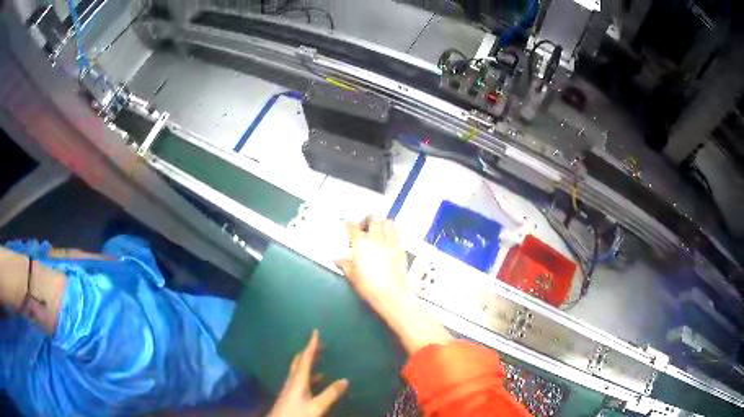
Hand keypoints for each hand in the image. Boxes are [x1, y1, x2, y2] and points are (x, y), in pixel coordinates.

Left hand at [268, 330, 348, 416]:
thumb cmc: (296, 414)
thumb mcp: (316, 406)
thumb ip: (330, 394)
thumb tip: (345, 380)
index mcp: (298, 380)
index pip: (305, 358)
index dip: (311, 345)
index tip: (315, 331)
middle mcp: (292, 380)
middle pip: (300, 361)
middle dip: (309, 351)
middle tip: (320, 344)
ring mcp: (290, 387)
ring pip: (299, 369)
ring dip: (308, 362)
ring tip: (320, 358)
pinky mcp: (290, 394)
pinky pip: (300, 378)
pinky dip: (309, 374)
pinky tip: (317, 379)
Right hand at [336, 218, 452, 353]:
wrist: (392, 294)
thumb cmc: (369, 287)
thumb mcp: (352, 277)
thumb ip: (345, 265)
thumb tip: (338, 259)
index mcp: (361, 244)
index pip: (353, 227)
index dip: (350, 223)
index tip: (348, 222)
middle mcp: (376, 239)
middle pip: (374, 218)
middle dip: (368, 217)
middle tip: (365, 223)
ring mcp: (390, 242)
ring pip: (388, 222)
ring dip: (382, 222)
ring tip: (378, 228)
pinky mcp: (401, 248)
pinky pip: (397, 233)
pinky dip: (392, 232)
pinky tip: (389, 238)